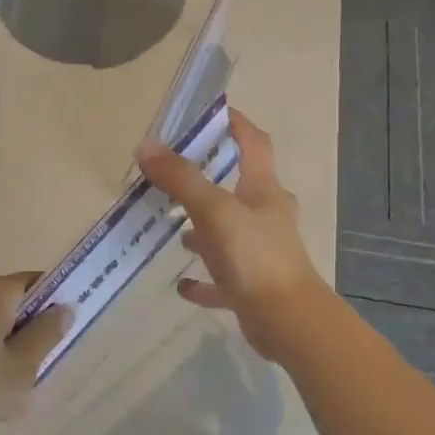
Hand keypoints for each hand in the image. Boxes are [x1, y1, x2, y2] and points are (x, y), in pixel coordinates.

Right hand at [136, 109, 331, 361]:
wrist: (287, 321)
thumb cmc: (254, 256)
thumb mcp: (214, 210)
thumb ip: (181, 179)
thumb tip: (147, 146)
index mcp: (264, 190)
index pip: (254, 143)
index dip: (236, 124)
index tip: (211, 112)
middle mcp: (267, 217)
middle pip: (240, 187)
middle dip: (210, 178)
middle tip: (174, 174)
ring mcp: (261, 253)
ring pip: (229, 232)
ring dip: (204, 228)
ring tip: (173, 228)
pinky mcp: (252, 287)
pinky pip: (222, 278)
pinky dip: (204, 278)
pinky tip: (182, 284)